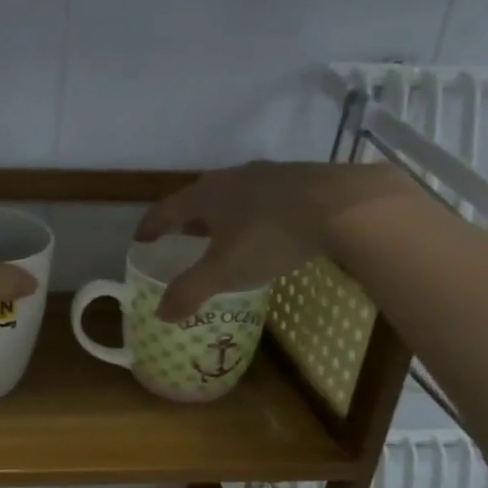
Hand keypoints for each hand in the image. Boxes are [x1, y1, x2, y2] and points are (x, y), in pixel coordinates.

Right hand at [136, 161, 418, 320]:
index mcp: (205, 195)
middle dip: (187, 220)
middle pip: (199, 198)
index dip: (150, 227)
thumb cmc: (271, 236)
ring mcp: (268, 174)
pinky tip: (266, 229)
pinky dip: (253, 213)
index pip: (166, 209)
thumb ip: (189, 291)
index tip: (141, 240)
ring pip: (234, 195)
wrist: (346, 207)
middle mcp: (231, 177)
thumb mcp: (225, 271)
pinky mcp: (300, 179)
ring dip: (222, 215)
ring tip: (222, 235)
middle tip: (181, 238)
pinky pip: (263, 197)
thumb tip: (160, 313)